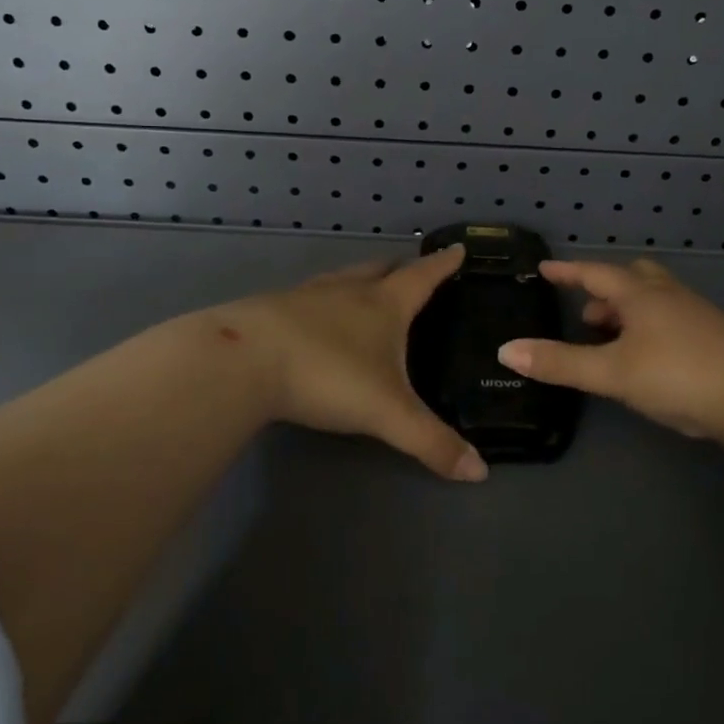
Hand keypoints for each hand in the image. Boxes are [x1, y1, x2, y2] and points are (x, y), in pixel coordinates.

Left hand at [221, 246, 486, 481]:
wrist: (242, 362)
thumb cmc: (327, 375)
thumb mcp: (388, 413)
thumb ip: (432, 442)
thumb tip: (480, 472)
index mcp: (384, 305)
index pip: (423, 277)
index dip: (444, 265)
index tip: (458, 250)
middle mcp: (348, 291)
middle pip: (381, 269)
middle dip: (401, 268)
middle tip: (413, 271)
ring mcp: (307, 296)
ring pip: (343, 279)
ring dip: (360, 280)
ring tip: (367, 289)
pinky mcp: (273, 310)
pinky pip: (309, 298)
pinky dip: (324, 301)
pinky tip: (316, 319)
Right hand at [496, 259, 723, 447]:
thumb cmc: (677, 375)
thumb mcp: (611, 372)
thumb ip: (560, 362)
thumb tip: (506, 350)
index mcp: (640, 294)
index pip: (595, 273)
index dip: (568, 271)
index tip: (545, 268)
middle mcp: (669, 296)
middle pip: (631, 278)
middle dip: (604, 292)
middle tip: (587, 315)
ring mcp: (697, 315)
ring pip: (655, 300)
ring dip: (628, 312)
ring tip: (612, 341)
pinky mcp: (716, 337)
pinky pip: (672, 319)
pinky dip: (651, 328)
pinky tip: (651, 359)